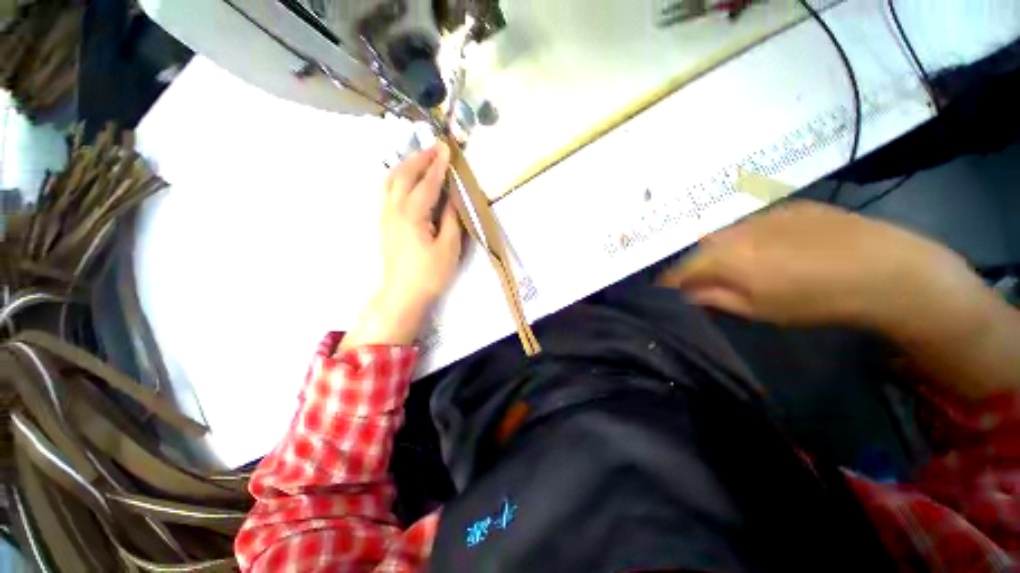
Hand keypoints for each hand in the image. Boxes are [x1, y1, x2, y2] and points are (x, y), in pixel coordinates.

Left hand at [341, 143, 462, 348]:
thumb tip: (453, 197)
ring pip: (390, 180)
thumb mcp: (449, 247)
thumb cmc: (430, 273)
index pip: (427, 182)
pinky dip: (396, 177)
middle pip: (404, 174)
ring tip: (420, 158)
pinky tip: (404, 179)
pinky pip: (386, 191)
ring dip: (405, 165)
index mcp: (412, 214)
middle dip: (420, 158)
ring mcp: (385, 215)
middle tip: (435, 148)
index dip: (438, 165)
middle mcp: (394, 208)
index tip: (447, 148)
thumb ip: (451, 218)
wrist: (403, 294)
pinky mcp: (384, 223)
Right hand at [658, 200, 970, 328]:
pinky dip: (747, 237)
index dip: (669, 282)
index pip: (682, 269)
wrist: (885, 269)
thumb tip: (685, 295)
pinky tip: (768, 248)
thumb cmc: (817, 299)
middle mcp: (736, 231)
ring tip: (732, 265)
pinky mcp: (789, 207)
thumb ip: (715, 298)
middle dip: (694, 266)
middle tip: (699, 282)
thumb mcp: (759, 310)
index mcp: (726, 257)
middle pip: (700, 249)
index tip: (663, 292)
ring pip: (725, 233)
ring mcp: (764, 215)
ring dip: (720, 250)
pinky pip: (753, 223)